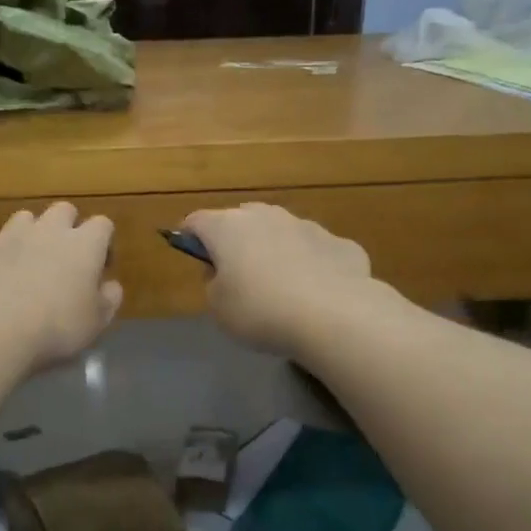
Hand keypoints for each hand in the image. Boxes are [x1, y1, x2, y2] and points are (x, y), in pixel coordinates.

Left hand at [0, 204, 122, 373]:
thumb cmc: (57, 327)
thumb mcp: (97, 322)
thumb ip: (109, 299)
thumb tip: (111, 285)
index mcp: (84, 244)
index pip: (103, 224)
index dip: (104, 242)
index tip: (100, 266)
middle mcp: (48, 230)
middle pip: (63, 210)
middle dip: (67, 227)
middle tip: (65, 258)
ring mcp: (9, 236)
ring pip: (24, 218)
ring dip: (29, 233)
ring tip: (27, 261)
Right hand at [183, 204, 374, 356]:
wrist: (334, 315)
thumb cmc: (260, 310)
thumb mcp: (218, 308)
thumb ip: (213, 283)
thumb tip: (223, 271)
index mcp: (227, 227)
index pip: (196, 221)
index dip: (189, 237)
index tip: (191, 254)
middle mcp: (266, 216)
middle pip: (241, 220)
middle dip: (236, 241)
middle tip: (237, 275)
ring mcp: (307, 225)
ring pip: (282, 232)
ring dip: (275, 250)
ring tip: (280, 287)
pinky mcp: (340, 243)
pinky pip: (316, 252)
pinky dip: (311, 266)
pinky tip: (317, 295)